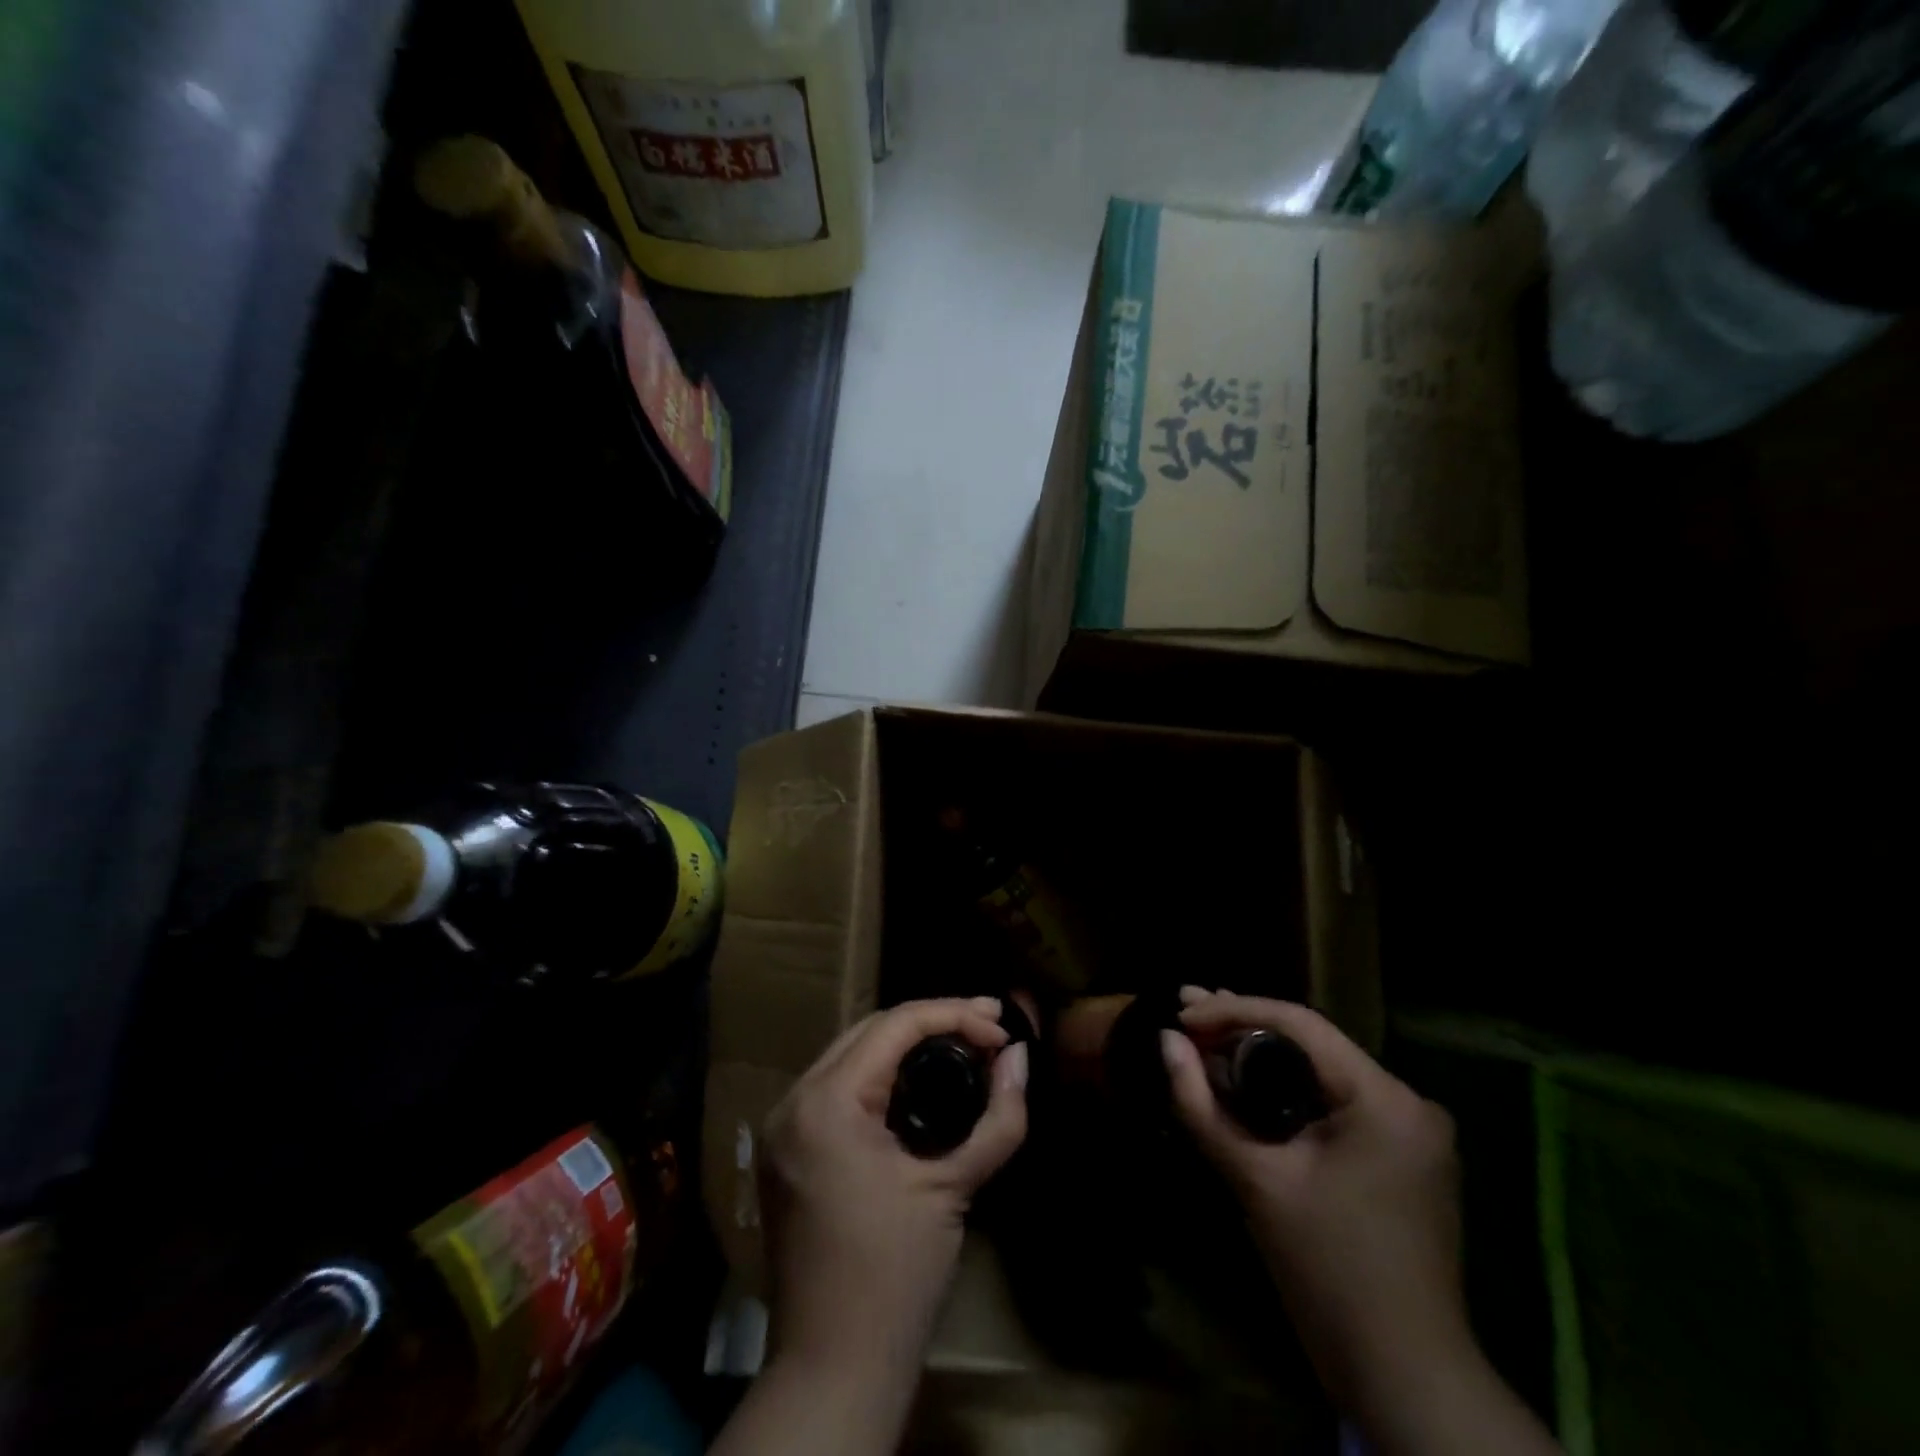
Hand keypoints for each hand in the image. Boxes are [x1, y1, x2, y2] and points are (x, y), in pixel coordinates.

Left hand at [760, 997, 1028, 1374]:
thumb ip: (998, 1118)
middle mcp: (794, 1100)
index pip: (895, 1025)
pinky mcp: (786, 1149)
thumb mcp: (954, 1188)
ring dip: (906, 1046)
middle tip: (988, 1029)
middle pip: (870, 1030)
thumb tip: (1020, 1058)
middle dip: (932, 1023)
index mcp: (826, 1102)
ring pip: (851, 1055)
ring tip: (963, 1048)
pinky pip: (838, 1087)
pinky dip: (880, 1077)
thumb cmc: (897, 1277)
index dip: (954, 1014)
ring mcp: (783, 1125)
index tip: (1002, 1027)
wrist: (834, 1369)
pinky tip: (919, 1083)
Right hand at [1161, 990, 1470, 1425]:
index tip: (1181, 1014)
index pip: (1299, 1023)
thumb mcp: (1255, 1181)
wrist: (1403, 1377)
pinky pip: (1335, 1100)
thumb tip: (1165, 1042)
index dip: (1233, 1010)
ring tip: (1203, 1033)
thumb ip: (1202, 1106)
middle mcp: (1408, 1101)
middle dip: (1242, 1027)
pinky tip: (1244, 1077)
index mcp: (1386, 1099)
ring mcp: (1411, 1129)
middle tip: (1184, 1011)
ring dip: (1262, 1055)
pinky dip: (1288, 1088)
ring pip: (1321, 1070)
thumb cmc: (1326, 1272)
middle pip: (1311, 1043)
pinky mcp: (1402, 1153)